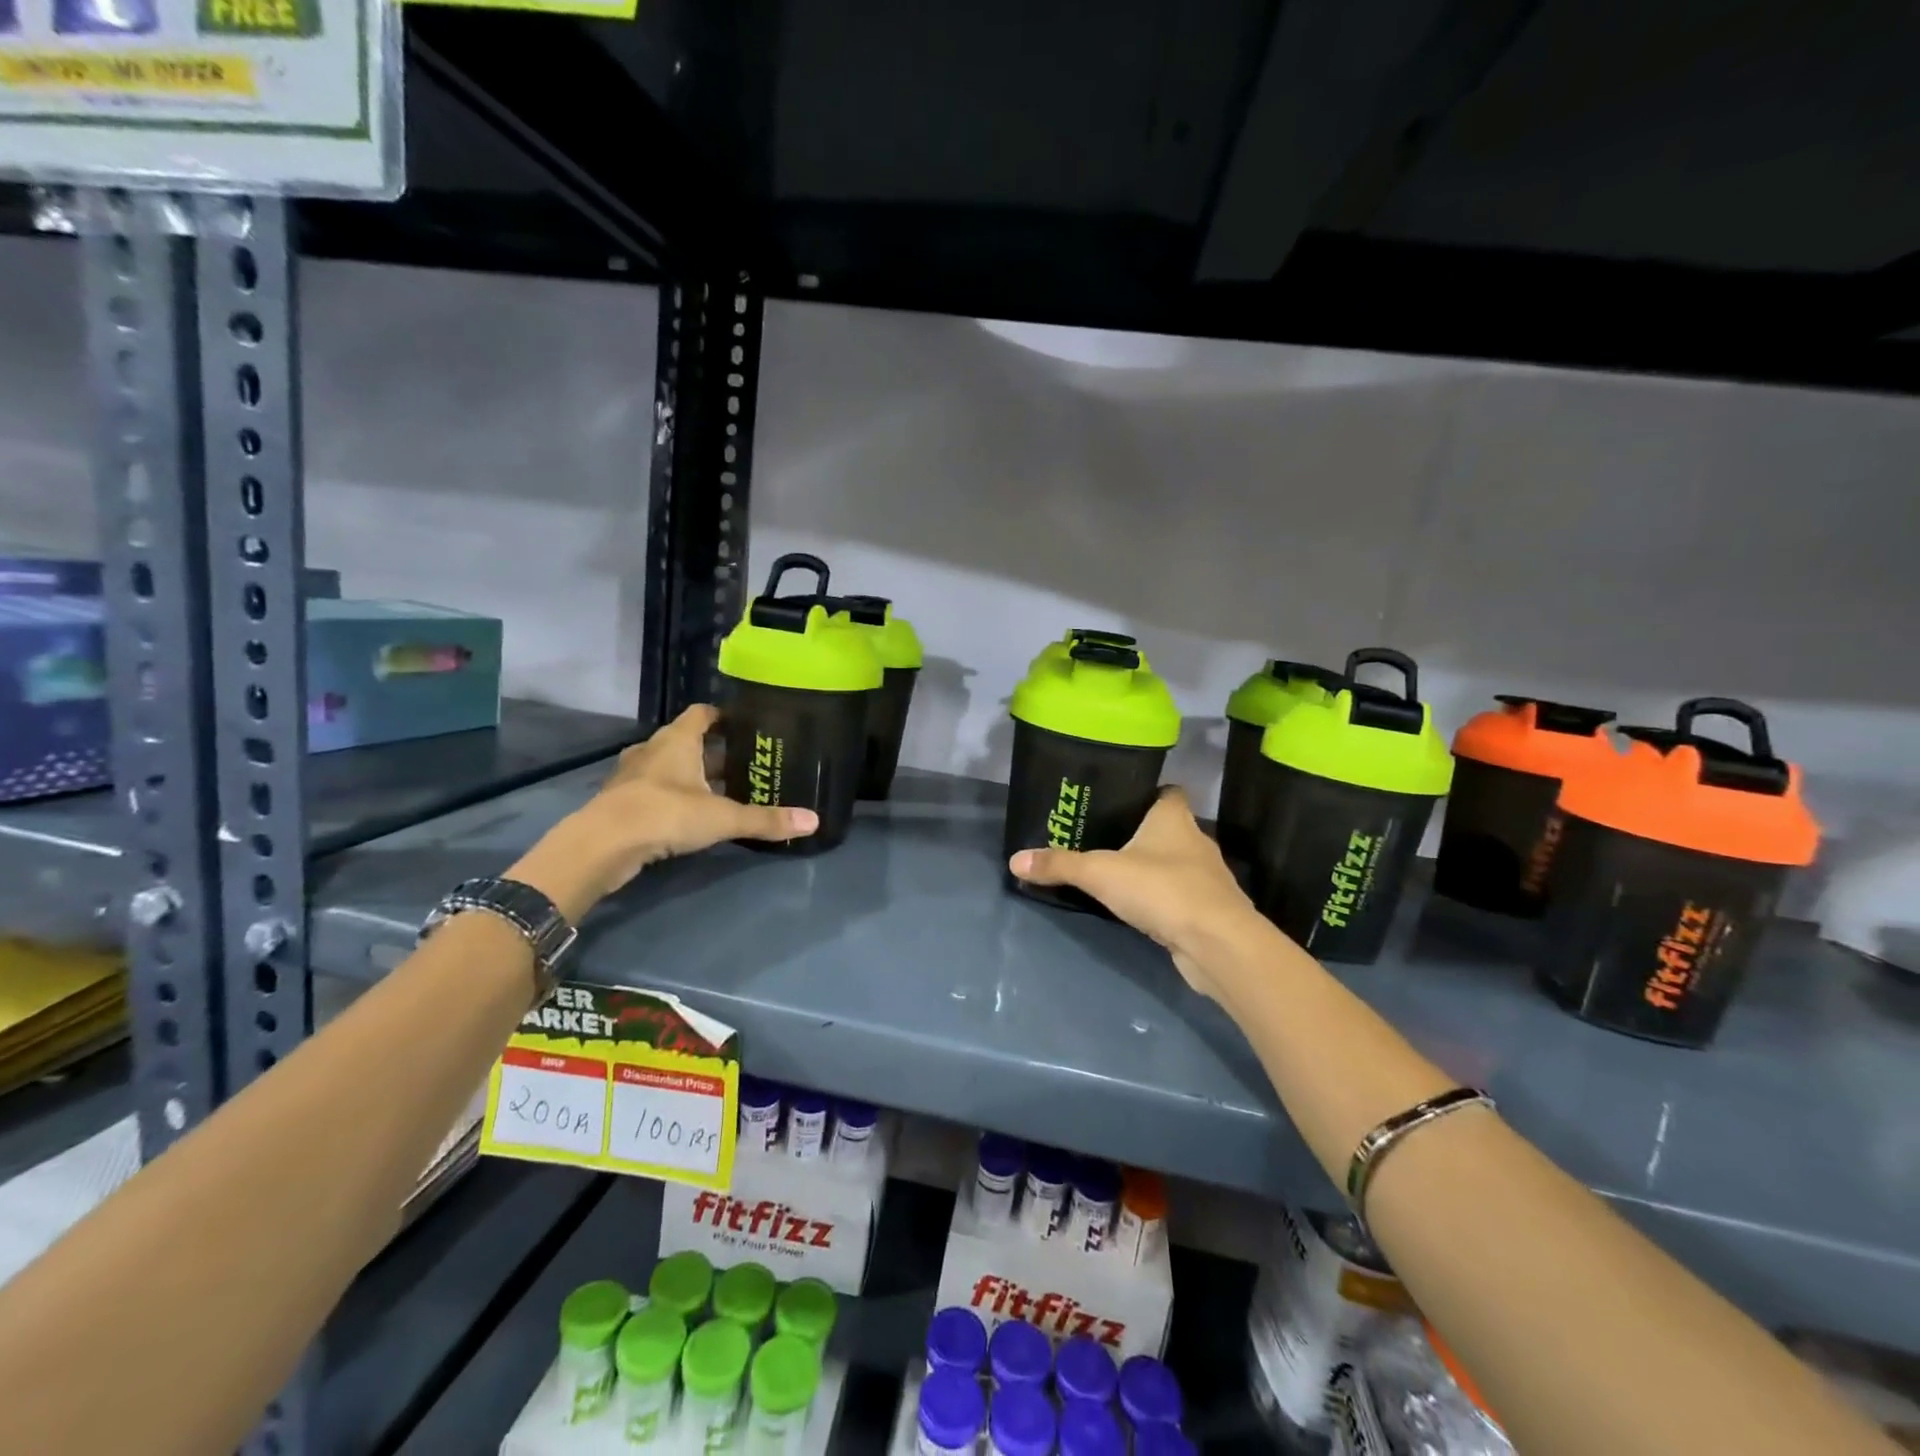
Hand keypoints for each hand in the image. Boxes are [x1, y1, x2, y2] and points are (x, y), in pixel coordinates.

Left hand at [512, 705, 816, 918]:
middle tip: (741, 764)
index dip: (721, 716)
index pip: (701, 714)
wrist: (602, 844)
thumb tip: (814, 821)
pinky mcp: (620, 801)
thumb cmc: (666, 813)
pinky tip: (686, 815)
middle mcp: (652, 750)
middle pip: (685, 741)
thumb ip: (766, 820)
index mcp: (678, 740)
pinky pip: (651, 790)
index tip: (743, 724)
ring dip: (688, 776)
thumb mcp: (723, 818)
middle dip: (711, 752)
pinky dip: (669, 797)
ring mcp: (632, 776)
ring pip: (666, 767)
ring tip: (717, 791)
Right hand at [1008, 788, 1266, 1000]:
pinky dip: (1162, 899)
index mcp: (1175, 818)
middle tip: (1103, 839)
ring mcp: (1207, 877)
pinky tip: (1140, 908)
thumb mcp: (1100, 873)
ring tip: (1116, 874)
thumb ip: (1059, 865)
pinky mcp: (1209, 910)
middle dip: (1141, 833)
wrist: (1217, 944)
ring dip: (1152, 868)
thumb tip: (1015, 860)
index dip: (1148, 792)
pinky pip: (1180, 895)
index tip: (1119, 801)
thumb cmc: (1161, 889)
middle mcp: (1195, 841)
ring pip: (1175, 863)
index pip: (1168, 791)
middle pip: (1169, 828)